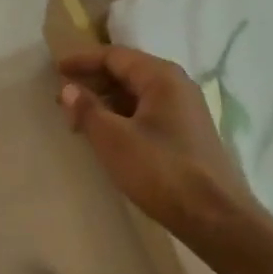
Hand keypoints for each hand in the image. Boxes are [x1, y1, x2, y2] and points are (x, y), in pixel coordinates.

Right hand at [57, 45, 255, 237]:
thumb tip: (68, 88)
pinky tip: (108, 134)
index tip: (55, 68)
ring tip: (80, 118)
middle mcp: (176, 84)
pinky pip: (148, 111)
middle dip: (93, 81)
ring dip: (107, 101)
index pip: (115, 55)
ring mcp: (185, 109)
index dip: (83, 60)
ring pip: (137, 93)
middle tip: (64, 97)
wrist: (216, 218)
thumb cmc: (162, 171)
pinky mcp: (187, 133)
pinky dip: (123, 116)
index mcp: (161, 76)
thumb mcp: (114, 140)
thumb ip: (88, 110)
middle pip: (127, 71)